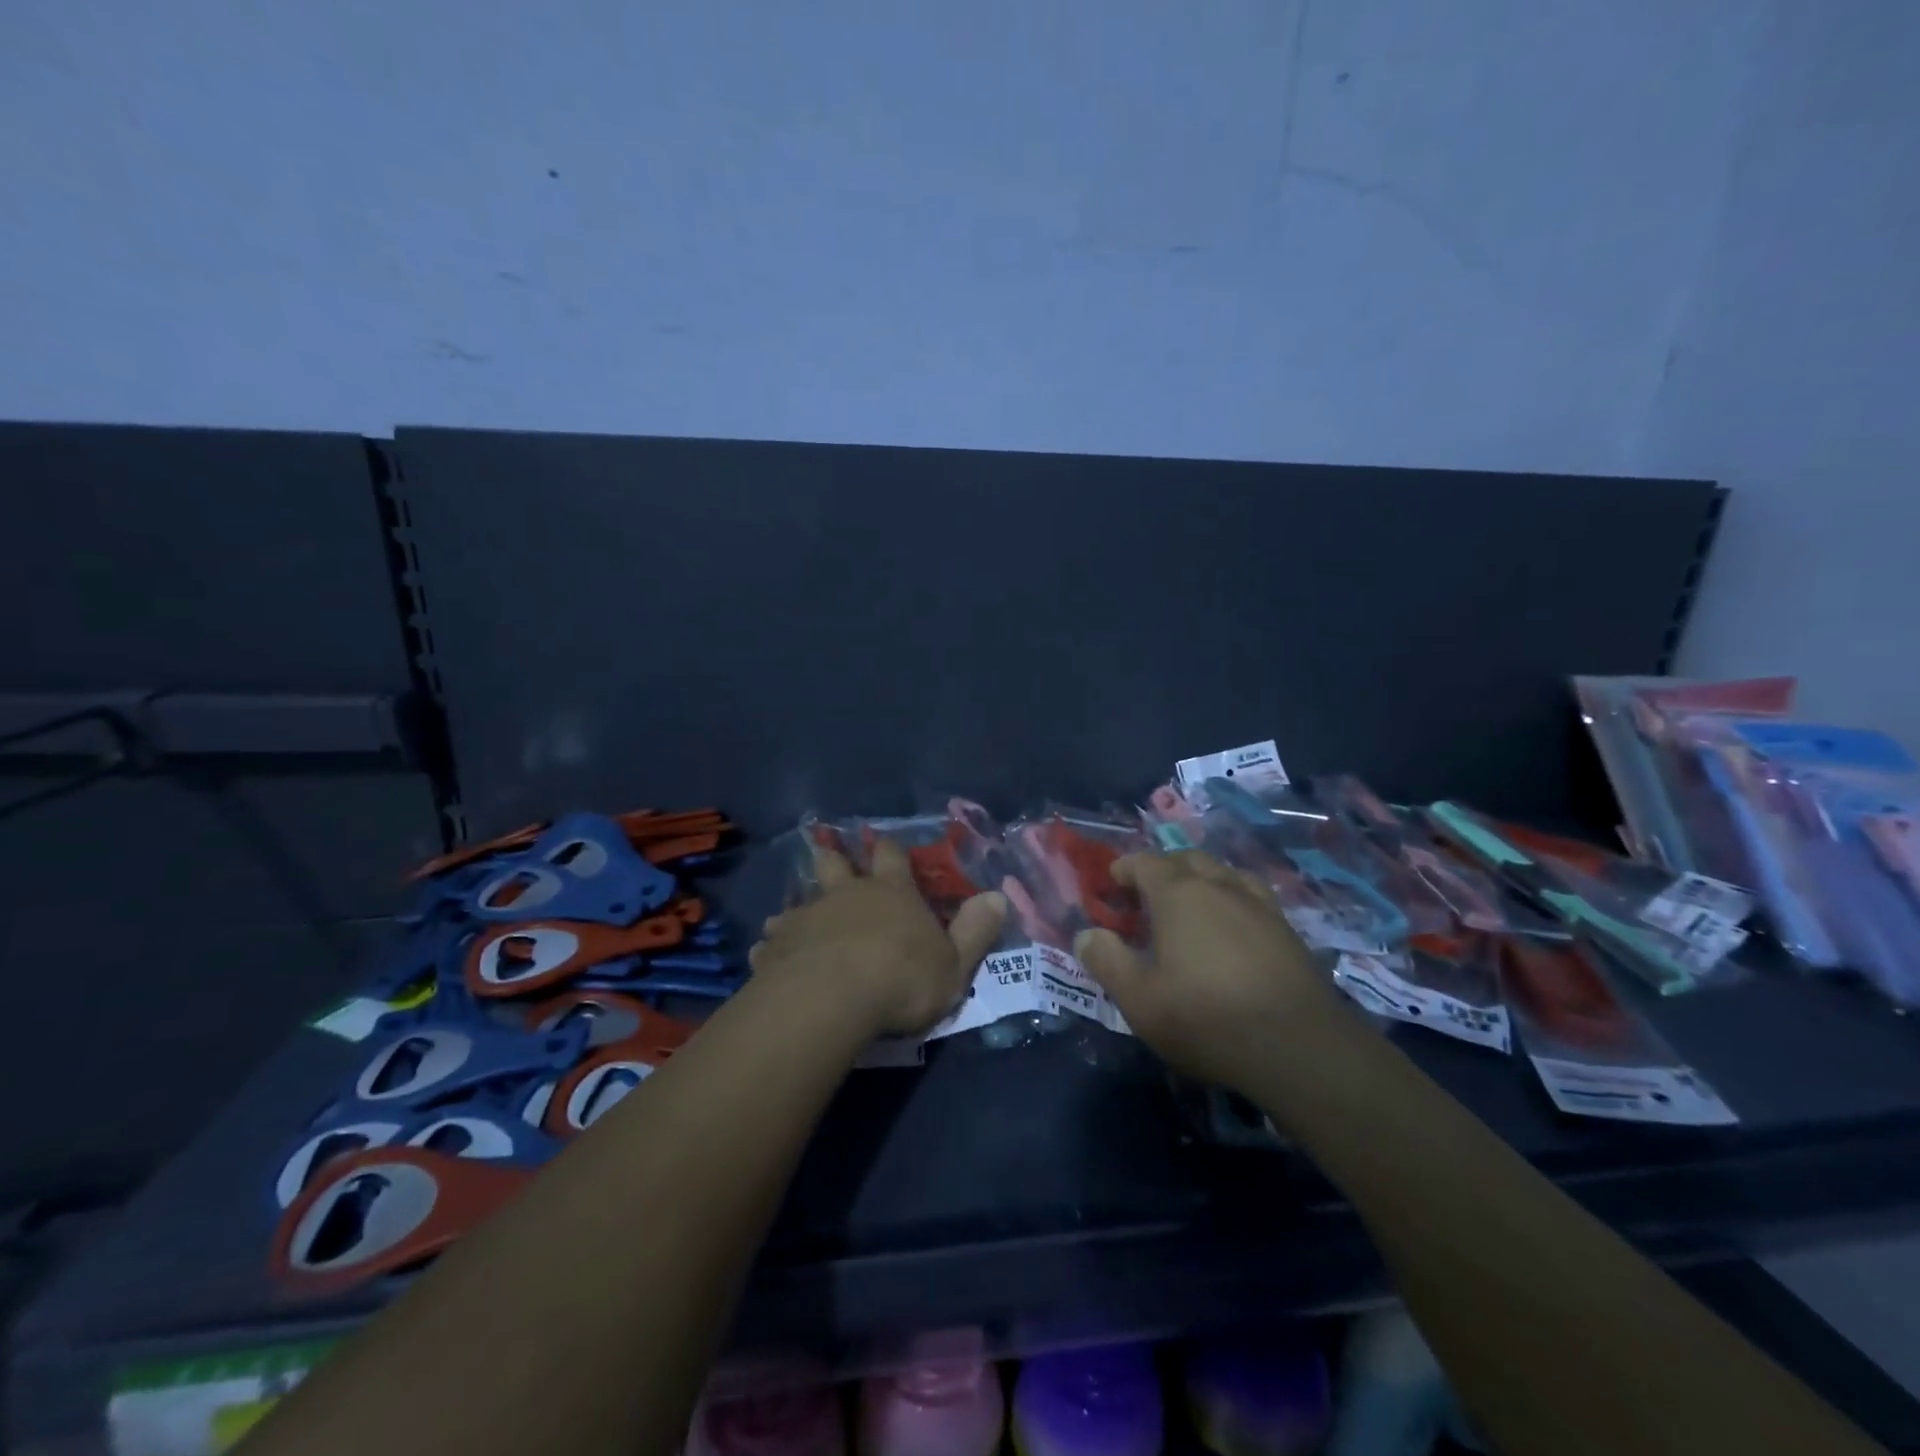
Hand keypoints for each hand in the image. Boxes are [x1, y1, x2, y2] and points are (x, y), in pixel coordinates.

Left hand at [750, 839, 1007, 1038]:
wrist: (832, 999)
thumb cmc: (902, 980)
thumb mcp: (955, 964)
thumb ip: (976, 931)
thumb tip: (998, 897)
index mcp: (892, 893)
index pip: (892, 857)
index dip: (889, 851)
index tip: (884, 845)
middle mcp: (847, 894)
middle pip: (835, 864)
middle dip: (833, 858)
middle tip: (826, 852)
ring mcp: (807, 917)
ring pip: (799, 902)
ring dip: (797, 909)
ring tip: (788, 917)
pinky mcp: (776, 947)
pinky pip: (771, 942)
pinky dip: (772, 947)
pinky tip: (766, 958)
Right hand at [1073, 850, 1347, 1090]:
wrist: (1299, 1048)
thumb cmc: (1206, 1018)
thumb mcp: (1139, 999)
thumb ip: (1107, 961)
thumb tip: (1086, 934)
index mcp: (1178, 894)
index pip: (1144, 863)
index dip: (1123, 869)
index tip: (1110, 885)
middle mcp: (1219, 886)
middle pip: (1186, 859)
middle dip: (1161, 869)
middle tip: (1145, 896)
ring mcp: (1259, 905)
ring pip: (1223, 873)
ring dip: (1200, 879)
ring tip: (1190, 905)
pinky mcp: (1287, 930)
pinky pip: (1251, 896)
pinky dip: (1232, 898)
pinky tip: (1233, 925)